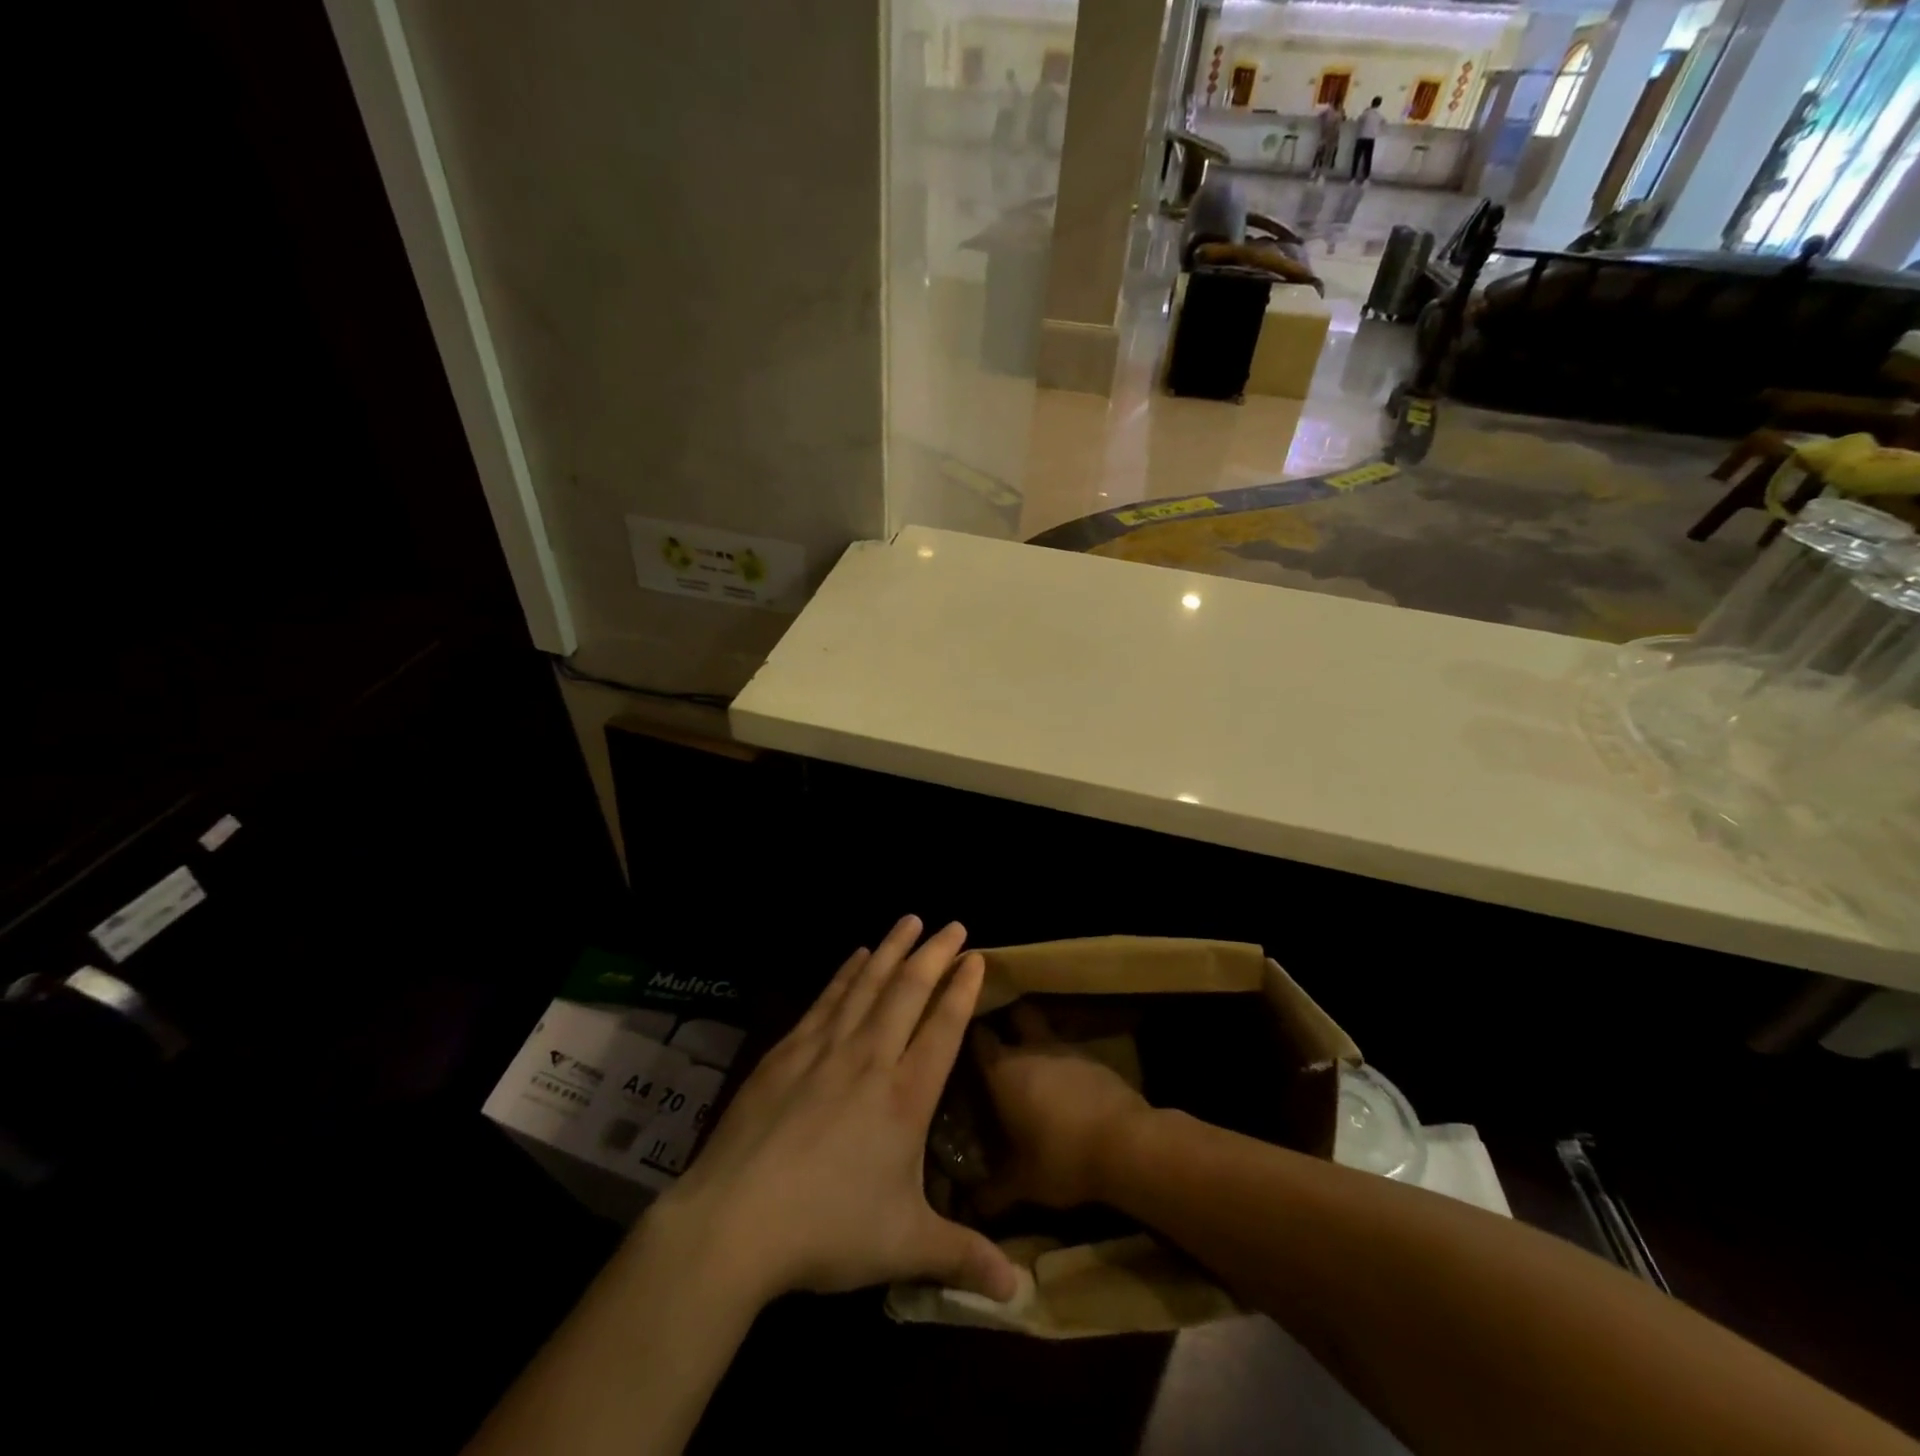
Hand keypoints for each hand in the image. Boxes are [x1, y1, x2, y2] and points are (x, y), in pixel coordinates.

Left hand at [651, 916, 1016, 1305]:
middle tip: (953, 923)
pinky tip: (857, 956)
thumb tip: (1019, 1291)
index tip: (977, 957)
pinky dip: (846, 972)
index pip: (943, 1027)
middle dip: (934, 953)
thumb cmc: (827, 1230)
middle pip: (909, 991)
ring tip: (909, 920)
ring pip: (868, 984)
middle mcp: (871, 1059)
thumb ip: (962, 1257)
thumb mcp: (904, 1247)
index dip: (962, 989)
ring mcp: (826, 1049)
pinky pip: (828, 998)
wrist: (736, 1220)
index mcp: (906, 1097)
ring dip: (892, 949)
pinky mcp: (788, 1050)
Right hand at [975, 1003, 1152, 1214]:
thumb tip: (971, 1204)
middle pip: (1017, 1015)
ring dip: (1041, 1044)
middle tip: (1004, 1044)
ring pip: (1047, 1031)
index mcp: (1004, 1071)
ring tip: (1035, 1068)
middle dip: (1010, 1023)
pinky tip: (1068, 1088)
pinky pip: (1073, 1053)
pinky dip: (1066, 1065)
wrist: (1127, 1144)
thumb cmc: (1062, 1158)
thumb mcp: (1023, 1184)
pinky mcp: (1096, 1059)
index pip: (978, 1037)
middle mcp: (1033, 1049)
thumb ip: (994, 1191)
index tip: (964, 1046)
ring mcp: (1068, 1049)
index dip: (970, 1037)